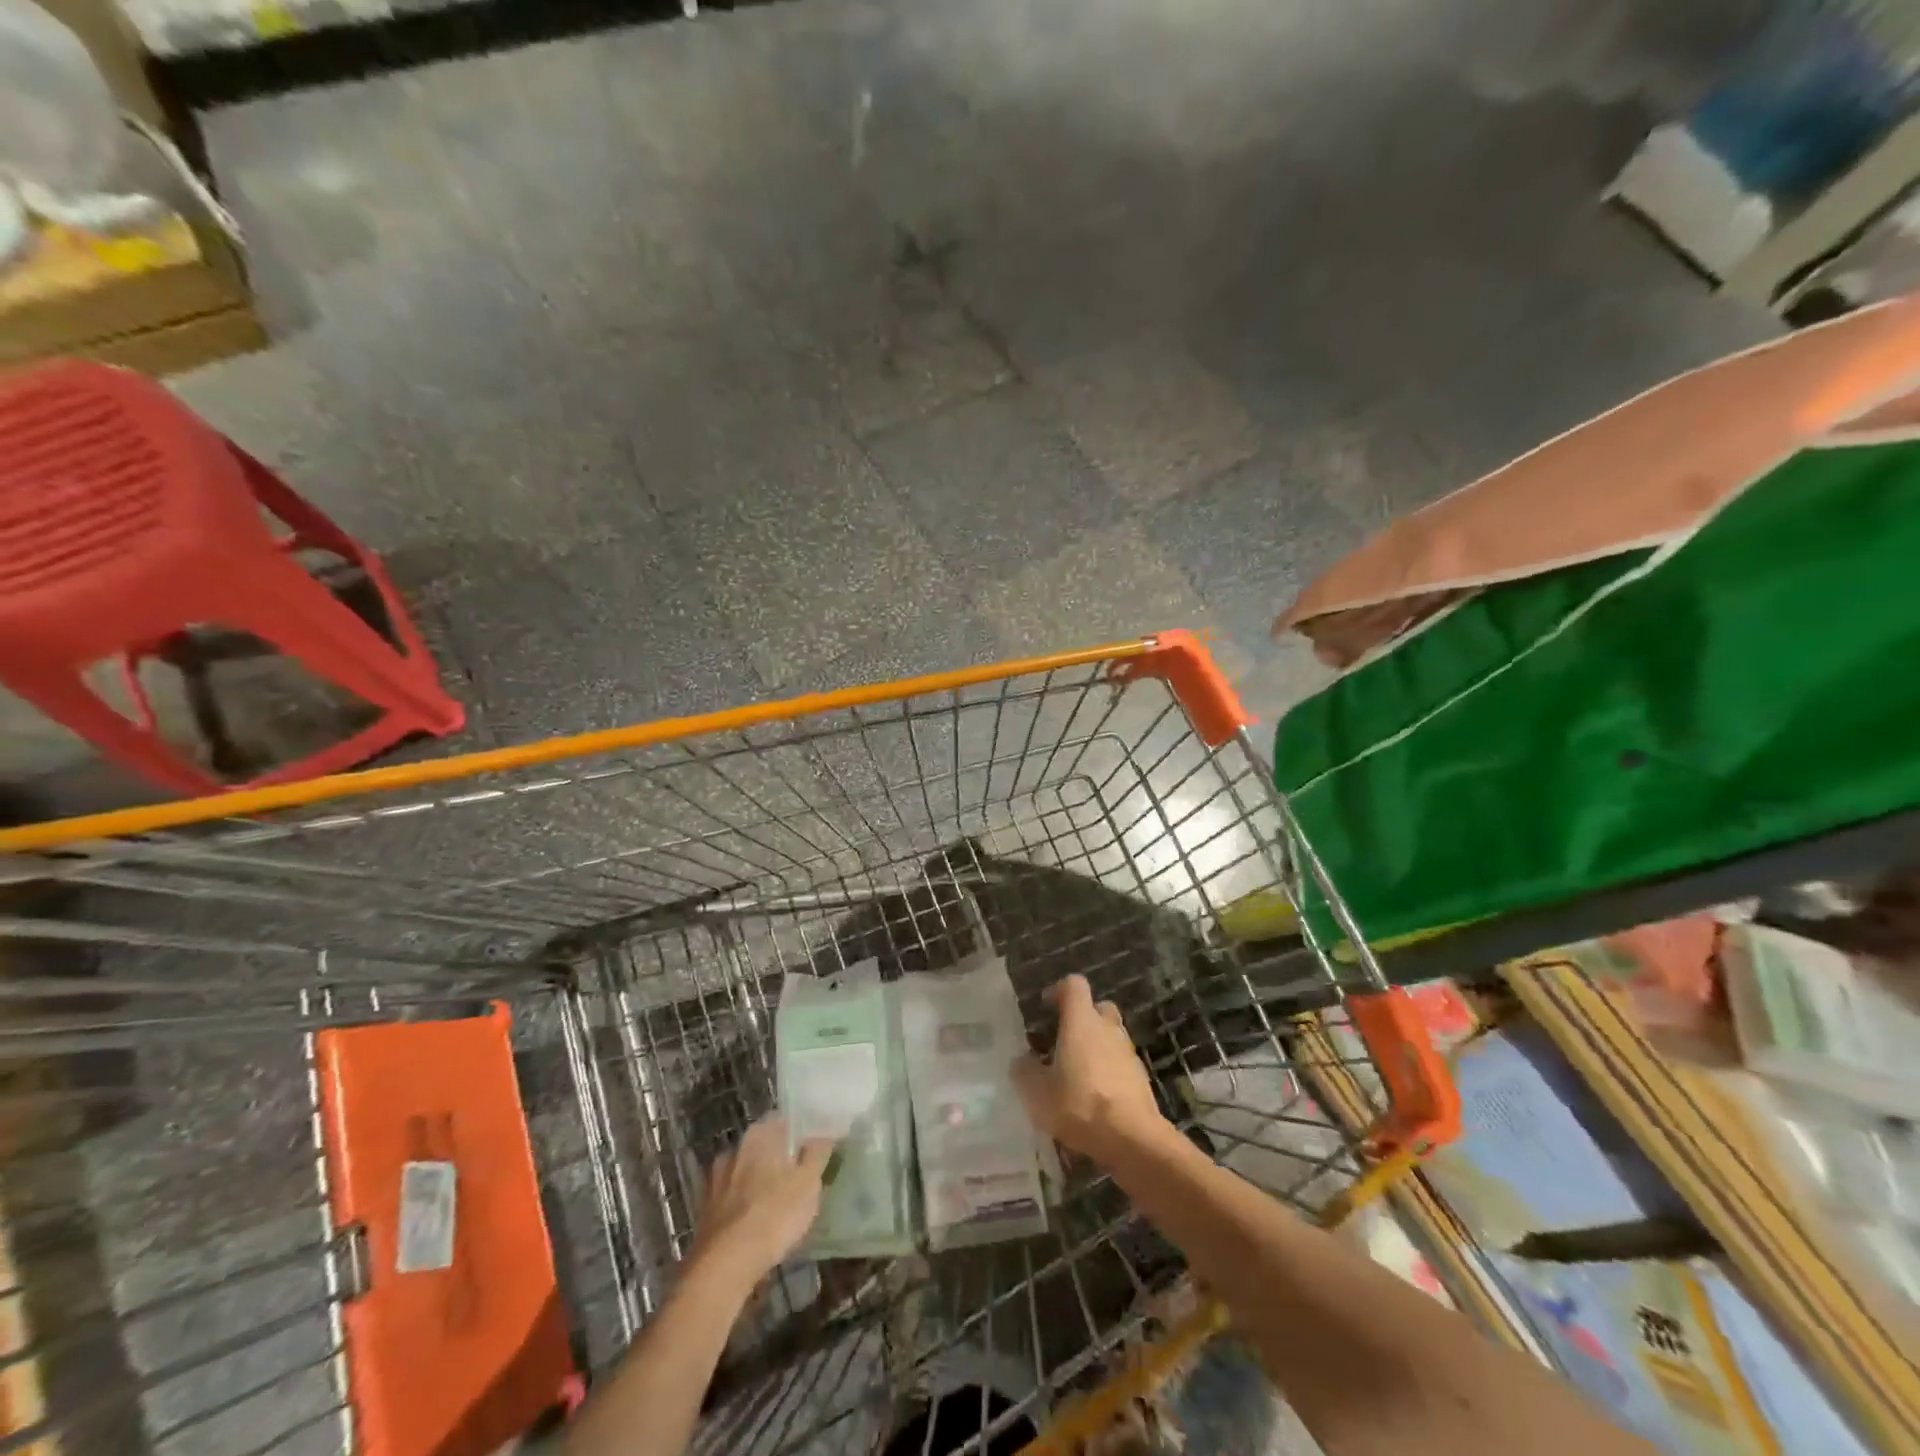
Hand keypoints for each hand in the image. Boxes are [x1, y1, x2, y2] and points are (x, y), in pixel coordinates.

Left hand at [691, 1116, 835, 1281]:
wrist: (724, 1265)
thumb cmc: (774, 1214)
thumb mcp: (809, 1181)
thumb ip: (818, 1152)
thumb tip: (823, 1133)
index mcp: (759, 1134)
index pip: (785, 1122)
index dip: (801, 1135)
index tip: (814, 1152)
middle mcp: (734, 1148)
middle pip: (764, 1148)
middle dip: (779, 1161)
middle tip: (799, 1180)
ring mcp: (714, 1179)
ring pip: (746, 1174)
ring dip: (759, 1184)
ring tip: (778, 1207)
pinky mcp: (704, 1209)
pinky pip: (732, 1200)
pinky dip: (743, 1207)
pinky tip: (756, 1225)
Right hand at [1012, 975, 1168, 1164]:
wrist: (1133, 1139)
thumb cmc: (1080, 1105)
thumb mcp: (1038, 1093)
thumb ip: (1025, 1072)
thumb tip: (1021, 1061)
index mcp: (1081, 1021)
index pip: (1074, 985)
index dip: (1058, 990)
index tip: (1045, 1006)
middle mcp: (1107, 1028)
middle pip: (1097, 1007)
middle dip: (1081, 1018)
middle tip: (1063, 1038)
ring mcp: (1128, 1052)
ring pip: (1110, 1036)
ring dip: (1095, 1046)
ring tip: (1076, 1072)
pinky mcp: (1140, 1077)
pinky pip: (1120, 1062)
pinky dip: (1108, 1070)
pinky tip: (1094, 1096)